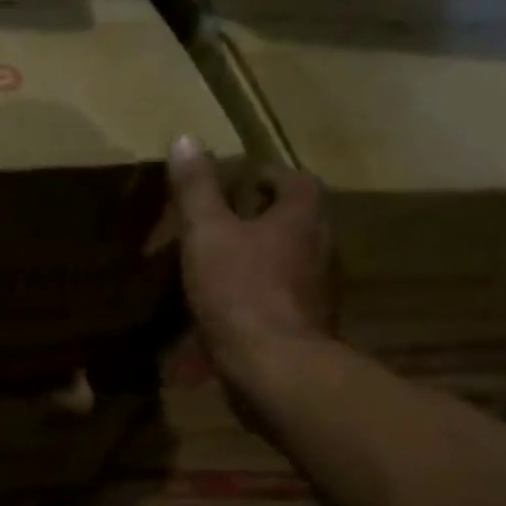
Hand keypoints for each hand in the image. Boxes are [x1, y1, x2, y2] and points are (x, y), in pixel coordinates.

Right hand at [168, 135, 334, 383]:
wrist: (274, 367)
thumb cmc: (240, 291)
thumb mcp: (206, 234)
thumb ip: (196, 190)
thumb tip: (185, 138)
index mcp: (301, 220)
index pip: (297, 182)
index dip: (270, 177)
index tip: (243, 181)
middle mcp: (320, 250)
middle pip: (298, 223)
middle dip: (265, 220)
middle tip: (228, 222)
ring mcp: (318, 293)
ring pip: (291, 264)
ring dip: (264, 260)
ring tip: (224, 266)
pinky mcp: (307, 328)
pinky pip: (282, 301)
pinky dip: (259, 299)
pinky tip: (229, 312)